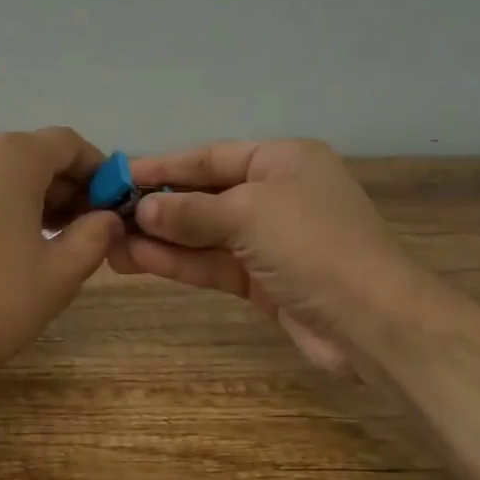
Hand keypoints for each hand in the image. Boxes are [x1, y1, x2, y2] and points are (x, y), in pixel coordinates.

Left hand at [0, 128, 123, 395]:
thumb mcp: (59, 275)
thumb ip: (94, 236)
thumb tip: (106, 217)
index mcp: (10, 157)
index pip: (67, 144)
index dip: (94, 172)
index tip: (105, 206)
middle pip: (24, 155)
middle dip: (55, 186)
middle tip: (72, 230)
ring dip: (15, 197)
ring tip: (26, 244)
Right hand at [109, 139, 411, 376]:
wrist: (371, 322)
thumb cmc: (313, 246)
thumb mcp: (248, 214)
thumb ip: (190, 211)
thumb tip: (142, 210)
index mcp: (283, 161)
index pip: (211, 157)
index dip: (164, 166)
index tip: (120, 175)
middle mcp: (276, 194)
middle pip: (205, 195)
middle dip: (159, 207)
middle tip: (108, 215)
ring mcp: (270, 240)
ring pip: (204, 234)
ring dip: (161, 239)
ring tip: (112, 245)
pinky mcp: (264, 280)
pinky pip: (213, 263)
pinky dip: (180, 262)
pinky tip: (140, 260)